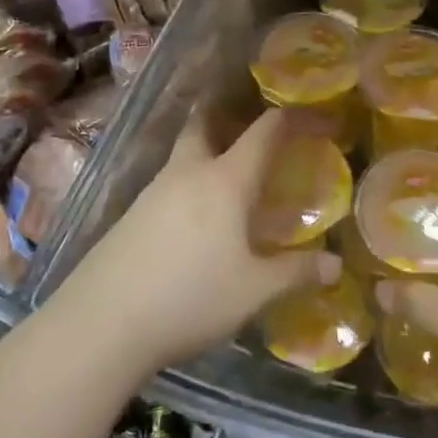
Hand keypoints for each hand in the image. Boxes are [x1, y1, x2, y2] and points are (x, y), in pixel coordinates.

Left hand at [50, 110, 338, 378]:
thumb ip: (296, 273)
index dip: (295, 118)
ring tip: (231, 175)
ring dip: (207, 149)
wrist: (101, 323)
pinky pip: (168, 184)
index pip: (265, 131)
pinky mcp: (130, 216)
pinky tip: (195, 216)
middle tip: (253, 124)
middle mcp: (187, 173)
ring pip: (184, 154)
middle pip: (206, 123)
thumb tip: (335, 266)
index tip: (320, 118)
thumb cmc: (190, 298)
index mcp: (225, 181)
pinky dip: (189, 183)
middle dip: (230, 114)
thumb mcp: (253, 291)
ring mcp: (152, 192)